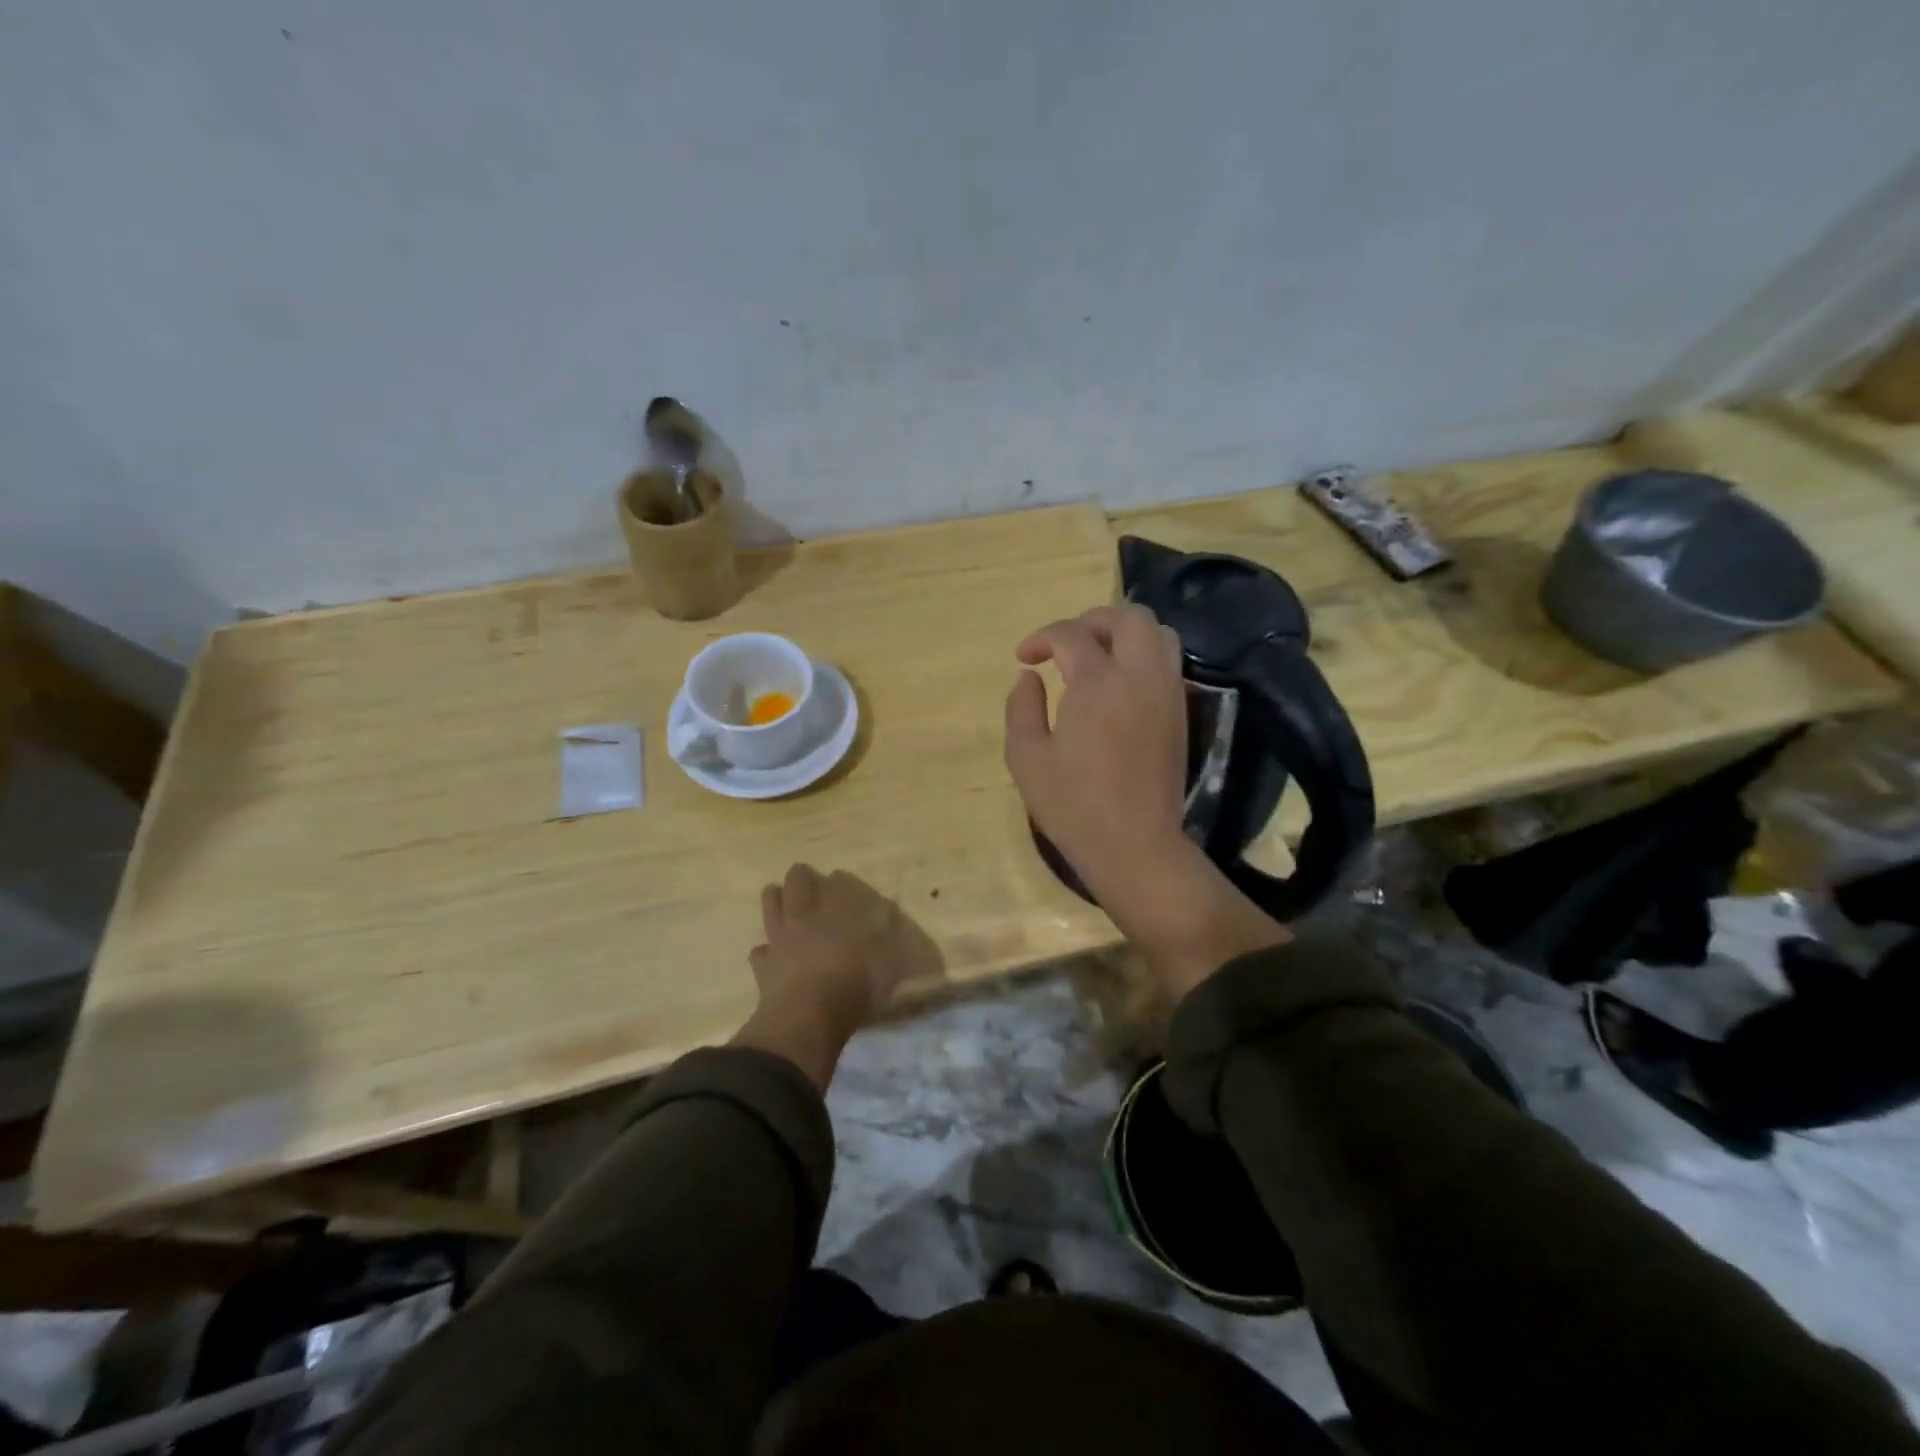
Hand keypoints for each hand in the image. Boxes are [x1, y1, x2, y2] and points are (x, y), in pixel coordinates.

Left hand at [731, 864, 939, 1087]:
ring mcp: (781, 940)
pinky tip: (765, 951)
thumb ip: (897, 947)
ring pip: (771, 908)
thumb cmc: (855, 983)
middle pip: (797, 885)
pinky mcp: (763, 967)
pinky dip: (763, 949)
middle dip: (800, 877)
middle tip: (801, 873)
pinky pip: (760, 951)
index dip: (839, 880)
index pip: (837, 884)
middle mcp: (806, 917)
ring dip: (773, 899)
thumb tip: (909, 939)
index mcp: (837, 911)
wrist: (808, 1014)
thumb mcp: (890, 964)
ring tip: (773, 892)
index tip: (839, 877)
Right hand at [1003, 604, 1190, 894]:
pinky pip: (1168, 661)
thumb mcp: (1025, 757)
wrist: (1134, 844)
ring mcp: (1167, 692)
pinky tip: (1118, 683)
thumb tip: (1029, 677)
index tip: (1024, 658)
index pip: (1071, 635)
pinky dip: (1143, 655)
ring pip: (1159, 633)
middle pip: (1128, 616)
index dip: (1042, 638)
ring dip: (1124, 633)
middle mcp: (1140, 676)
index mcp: (1098, 683)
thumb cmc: (1073, 804)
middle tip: (1065, 645)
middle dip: (1092, 620)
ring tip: (1096, 657)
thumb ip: (1021, 707)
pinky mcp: (1180, 712)